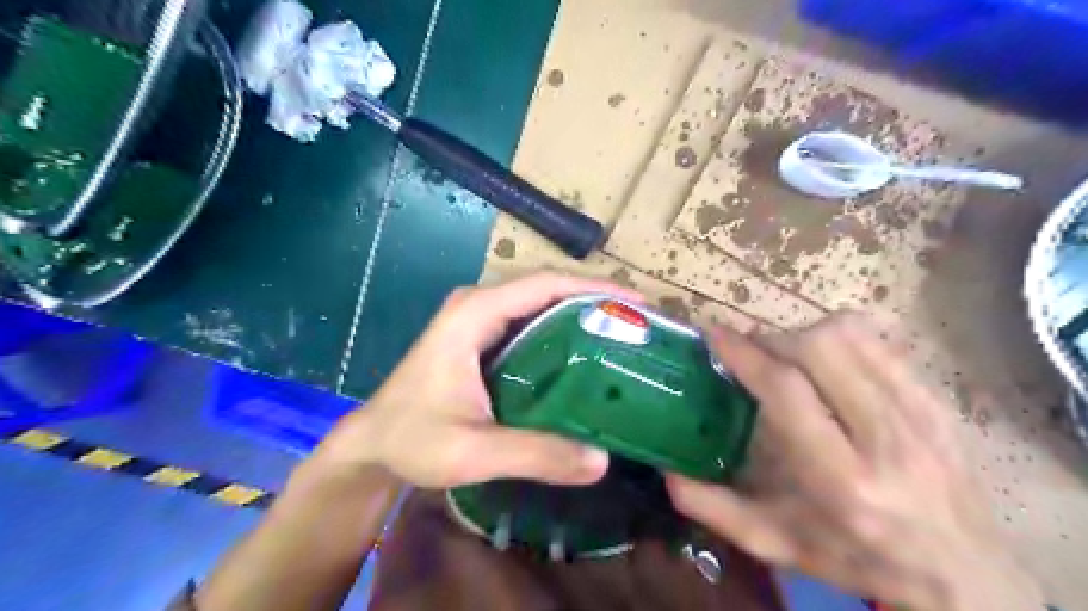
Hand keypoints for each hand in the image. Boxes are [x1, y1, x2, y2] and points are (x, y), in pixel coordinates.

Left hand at [316, 271, 639, 485]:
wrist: (372, 444)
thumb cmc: (411, 440)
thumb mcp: (472, 451)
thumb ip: (535, 454)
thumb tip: (601, 459)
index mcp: (474, 313)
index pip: (545, 284)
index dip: (594, 288)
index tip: (637, 304)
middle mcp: (478, 303)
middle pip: (548, 287)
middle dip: (596, 298)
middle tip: (640, 323)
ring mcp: (479, 317)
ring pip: (542, 302)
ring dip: (582, 312)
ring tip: (625, 334)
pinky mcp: (482, 335)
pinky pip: (532, 321)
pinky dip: (564, 329)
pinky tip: (588, 353)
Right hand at [668, 316, 1040, 610]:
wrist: (965, 573)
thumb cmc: (859, 557)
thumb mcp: (778, 544)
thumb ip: (716, 510)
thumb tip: (666, 473)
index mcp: (840, 478)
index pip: (787, 390)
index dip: (745, 354)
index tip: (715, 335)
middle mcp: (884, 438)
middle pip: (819, 348)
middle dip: (772, 339)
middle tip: (751, 352)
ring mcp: (918, 413)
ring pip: (850, 335)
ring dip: (803, 333)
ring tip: (785, 355)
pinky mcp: (935, 399)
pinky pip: (879, 340)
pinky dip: (839, 335)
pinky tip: (824, 358)